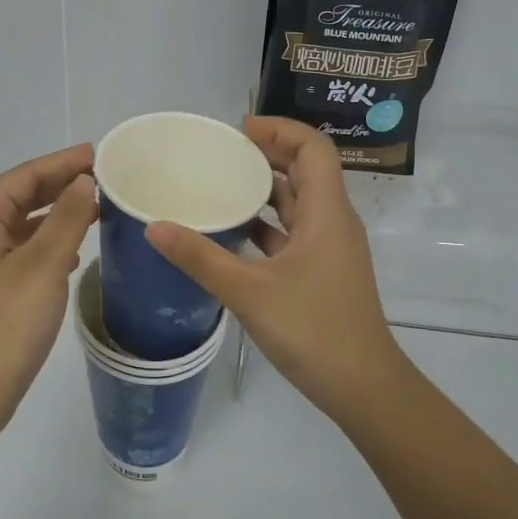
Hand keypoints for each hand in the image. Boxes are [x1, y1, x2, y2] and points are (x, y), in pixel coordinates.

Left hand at [0, 144, 99, 438]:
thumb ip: (67, 218)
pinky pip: (26, 250)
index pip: (25, 176)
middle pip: (23, 196)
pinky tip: (77, 250)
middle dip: (61, 184)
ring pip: (26, 224)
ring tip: (99, 207)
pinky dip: (52, 242)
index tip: (99, 154)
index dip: (62, 162)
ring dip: (59, 213)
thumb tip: (83, 179)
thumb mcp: (42, 265)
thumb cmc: (5, 324)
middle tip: (105, 177)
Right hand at [145, 117, 406, 420]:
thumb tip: (153, 226)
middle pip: (306, 169)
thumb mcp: (249, 292)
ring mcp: (329, 248)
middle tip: (222, 151)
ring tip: (221, 182)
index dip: (280, 129)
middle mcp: (333, 221)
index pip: (313, 148)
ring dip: (265, 187)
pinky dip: (265, 222)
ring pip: (299, 201)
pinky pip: (292, 231)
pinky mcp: (321, 271)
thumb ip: (200, 258)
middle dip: (267, 153)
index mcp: (327, 213)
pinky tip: (232, 230)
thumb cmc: (314, 331)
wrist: (364, 389)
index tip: (239, 129)